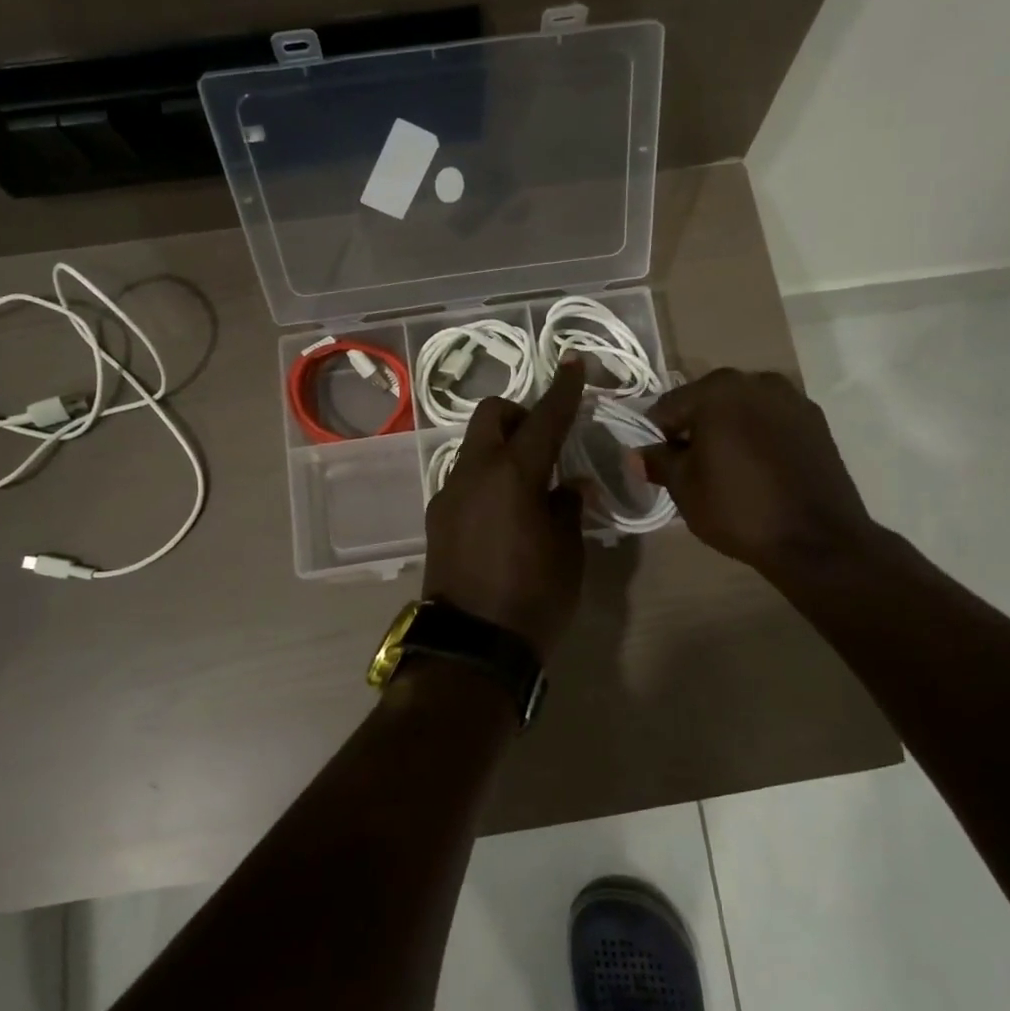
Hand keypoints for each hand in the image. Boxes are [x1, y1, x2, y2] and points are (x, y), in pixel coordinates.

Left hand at [423, 361, 587, 658]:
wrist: (471, 647)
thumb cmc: (533, 597)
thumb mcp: (568, 552)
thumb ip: (568, 508)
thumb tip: (569, 486)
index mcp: (513, 475)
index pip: (544, 419)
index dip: (562, 390)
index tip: (572, 364)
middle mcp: (474, 473)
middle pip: (490, 415)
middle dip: (519, 414)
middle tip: (545, 440)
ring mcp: (449, 494)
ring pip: (474, 447)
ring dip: (501, 448)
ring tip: (528, 484)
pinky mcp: (437, 517)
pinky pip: (465, 479)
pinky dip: (487, 477)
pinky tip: (504, 512)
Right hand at [638, 368, 881, 580]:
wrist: (818, 540)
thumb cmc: (739, 509)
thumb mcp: (685, 488)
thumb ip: (658, 462)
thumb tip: (638, 453)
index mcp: (717, 390)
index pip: (667, 407)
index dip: (656, 437)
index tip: (660, 464)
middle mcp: (755, 381)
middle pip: (707, 401)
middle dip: (695, 429)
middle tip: (693, 468)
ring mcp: (791, 398)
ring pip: (742, 409)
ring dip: (729, 430)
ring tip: (729, 468)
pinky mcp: (816, 420)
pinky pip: (772, 421)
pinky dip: (759, 436)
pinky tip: (760, 468)